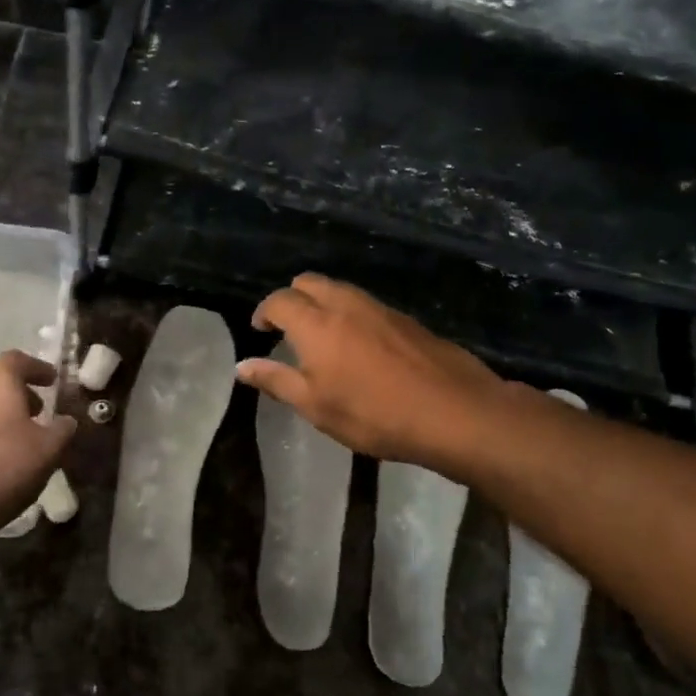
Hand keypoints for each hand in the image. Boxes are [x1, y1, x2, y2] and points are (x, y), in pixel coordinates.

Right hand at [237, 275, 507, 471]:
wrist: (454, 412)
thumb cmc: (373, 413)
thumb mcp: (315, 406)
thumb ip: (276, 381)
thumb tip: (242, 366)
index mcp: (316, 323)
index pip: (279, 300)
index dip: (264, 312)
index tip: (260, 330)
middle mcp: (345, 304)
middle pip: (309, 282)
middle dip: (292, 298)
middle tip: (287, 329)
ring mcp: (380, 308)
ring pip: (340, 289)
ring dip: (322, 303)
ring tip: (320, 337)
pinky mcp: (406, 319)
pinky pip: (365, 304)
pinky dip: (350, 313)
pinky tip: (358, 346)